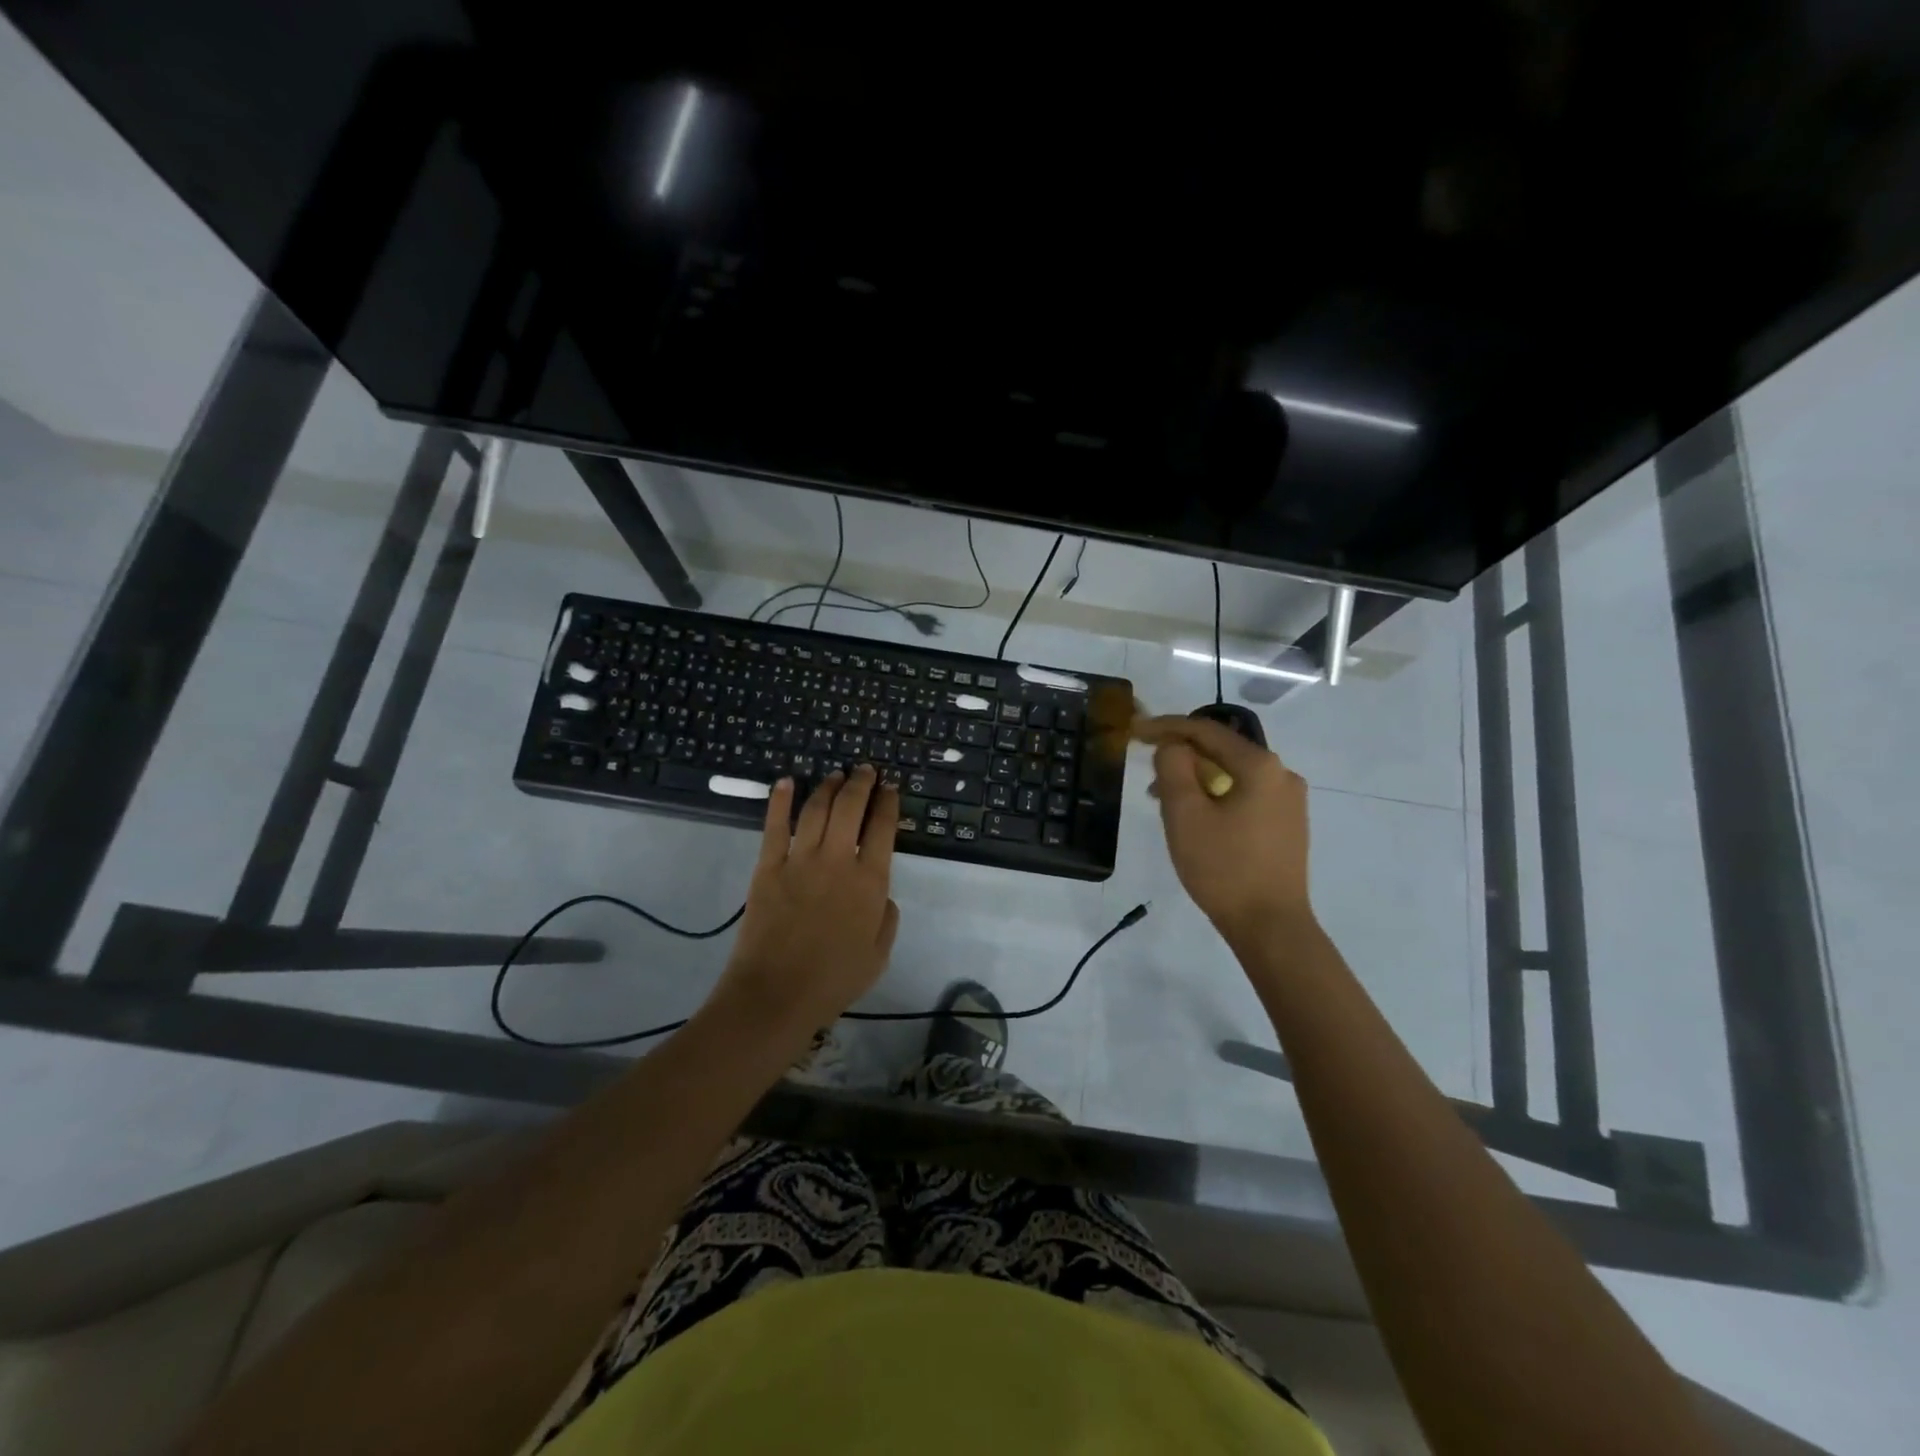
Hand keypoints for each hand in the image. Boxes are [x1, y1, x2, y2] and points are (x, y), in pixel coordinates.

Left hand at [714, 766, 901, 1034]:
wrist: (776, 995)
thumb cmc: (833, 981)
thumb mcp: (878, 955)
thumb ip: (887, 919)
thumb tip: (883, 894)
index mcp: (870, 882)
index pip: (884, 828)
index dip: (888, 803)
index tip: (891, 788)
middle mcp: (838, 861)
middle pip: (851, 807)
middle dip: (861, 782)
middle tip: (865, 770)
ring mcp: (800, 860)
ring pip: (817, 809)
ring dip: (828, 786)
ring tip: (836, 775)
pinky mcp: (768, 867)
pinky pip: (775, 826)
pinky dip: (781, 800)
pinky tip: (786, 782)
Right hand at [1136, 715, 1313, 945]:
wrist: (1270, 925)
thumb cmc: (1223, 867)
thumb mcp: (1185, 814)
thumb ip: (1173, 768)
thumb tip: (1172, 746)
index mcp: (1260, 765)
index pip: (1205, 730)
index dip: (1165, 727)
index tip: (1134, 732)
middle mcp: (1282, 774)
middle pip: (1221, 750)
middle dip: (1180, 755)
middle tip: (1147, 770)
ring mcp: (1289, 800)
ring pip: (1232, 774)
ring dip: (1196, 778)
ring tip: (1164, 799)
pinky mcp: (1287, 824)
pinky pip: (1244, 794)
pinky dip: (1216, 795)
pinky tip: (1195, 816)